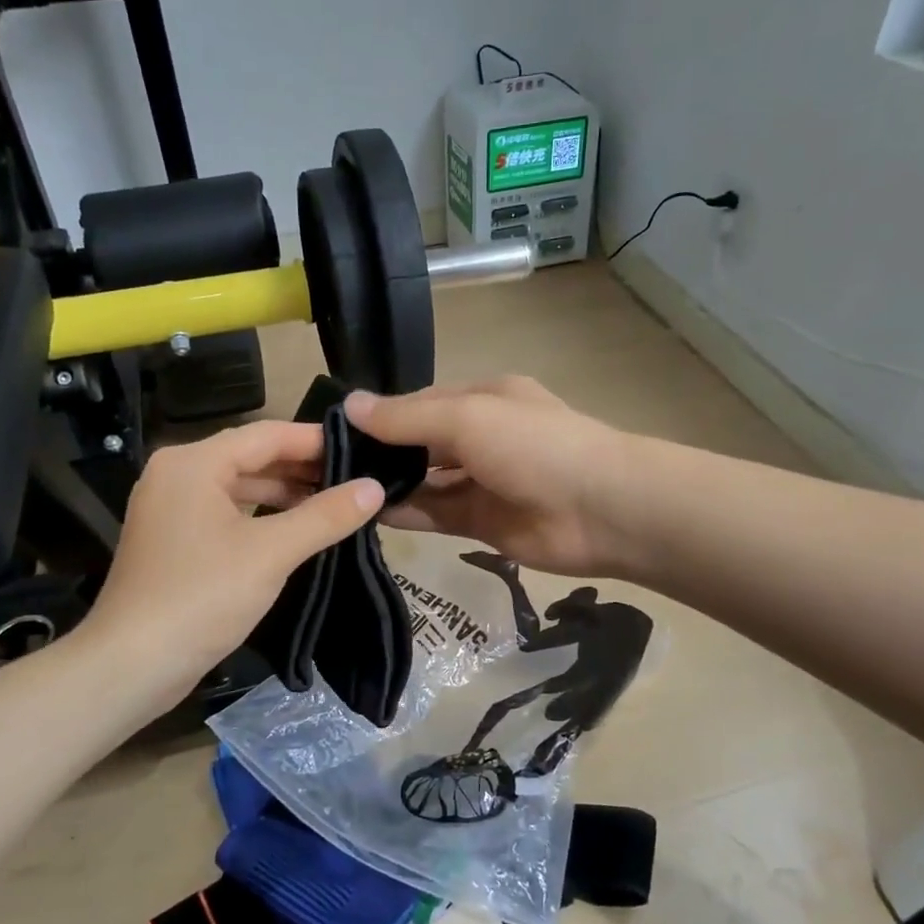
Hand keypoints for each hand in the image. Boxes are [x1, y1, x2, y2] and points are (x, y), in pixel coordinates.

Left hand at [79, 420, 383, 708]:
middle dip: (303, 469)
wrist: (132, 664)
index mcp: (194, 462)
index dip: (316, 441)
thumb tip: (374, 487)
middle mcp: (177, 474)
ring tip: (334, 504)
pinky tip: (295, 531)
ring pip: (239, 487)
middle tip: (355, 479)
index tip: (361, 450)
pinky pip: (225, 513)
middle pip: (251, 457)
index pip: (267, 435)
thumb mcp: (272, 553)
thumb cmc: (202, 597)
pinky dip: (261, 516)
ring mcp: (170, 508)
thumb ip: (326, 516)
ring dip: (284, 494)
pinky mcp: (172, 540)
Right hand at [346, 377, 630, 576]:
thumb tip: (349, 406)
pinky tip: (366, 515)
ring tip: (336, 492)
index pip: (418, 404)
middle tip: (321, 467)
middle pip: (419, 443)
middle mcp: (480, 437)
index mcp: (482, 400)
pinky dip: (405, 514)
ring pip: (424, 481)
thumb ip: (407, 418)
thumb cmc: (534, 447)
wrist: (602, 511)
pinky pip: (435, 514)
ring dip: (388, 485)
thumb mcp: (467, 418)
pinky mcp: (482, 523)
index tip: (330, 430)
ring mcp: (482, 482)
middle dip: (379, 452)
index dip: (378, 416)